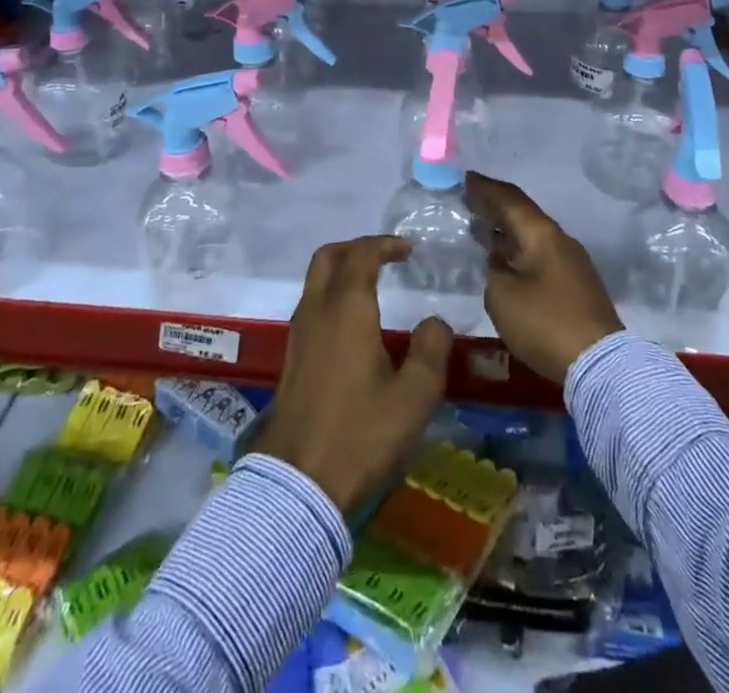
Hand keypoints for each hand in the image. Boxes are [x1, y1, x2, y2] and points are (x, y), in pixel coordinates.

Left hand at [254, 235, 452, 513]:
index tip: (408, 249)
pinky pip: (311, 304)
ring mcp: (299, 334)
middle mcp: (317, 311)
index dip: (385, 244)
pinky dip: (332, 294)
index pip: (361, 255)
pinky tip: (354, 323)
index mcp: (347, 309)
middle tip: (386, 257)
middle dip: (356, 248)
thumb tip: (436, 322)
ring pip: (315, 280)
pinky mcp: (292, 357)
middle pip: (328, 256)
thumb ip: (431, 352)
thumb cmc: (360, 434)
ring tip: (373, 285)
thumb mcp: (413, 398)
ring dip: (342, 270)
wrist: (298, 483)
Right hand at [469, 172, 623, 383]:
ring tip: (480, 229)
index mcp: (541, 234)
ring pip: (532, 237)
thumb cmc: (545, 323)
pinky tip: (503, 262)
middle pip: (523, 216)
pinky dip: (517, 252)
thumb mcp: (502, 296)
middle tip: (470, 201)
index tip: (466, 178)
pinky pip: (539, 256)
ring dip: (506, 232)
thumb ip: (494, 272)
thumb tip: (500, 265)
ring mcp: (571, 263)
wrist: (600, 364)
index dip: (486, 188)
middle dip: (495, 207)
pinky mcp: (575, 286)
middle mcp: (559, 241)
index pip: (510, 200)